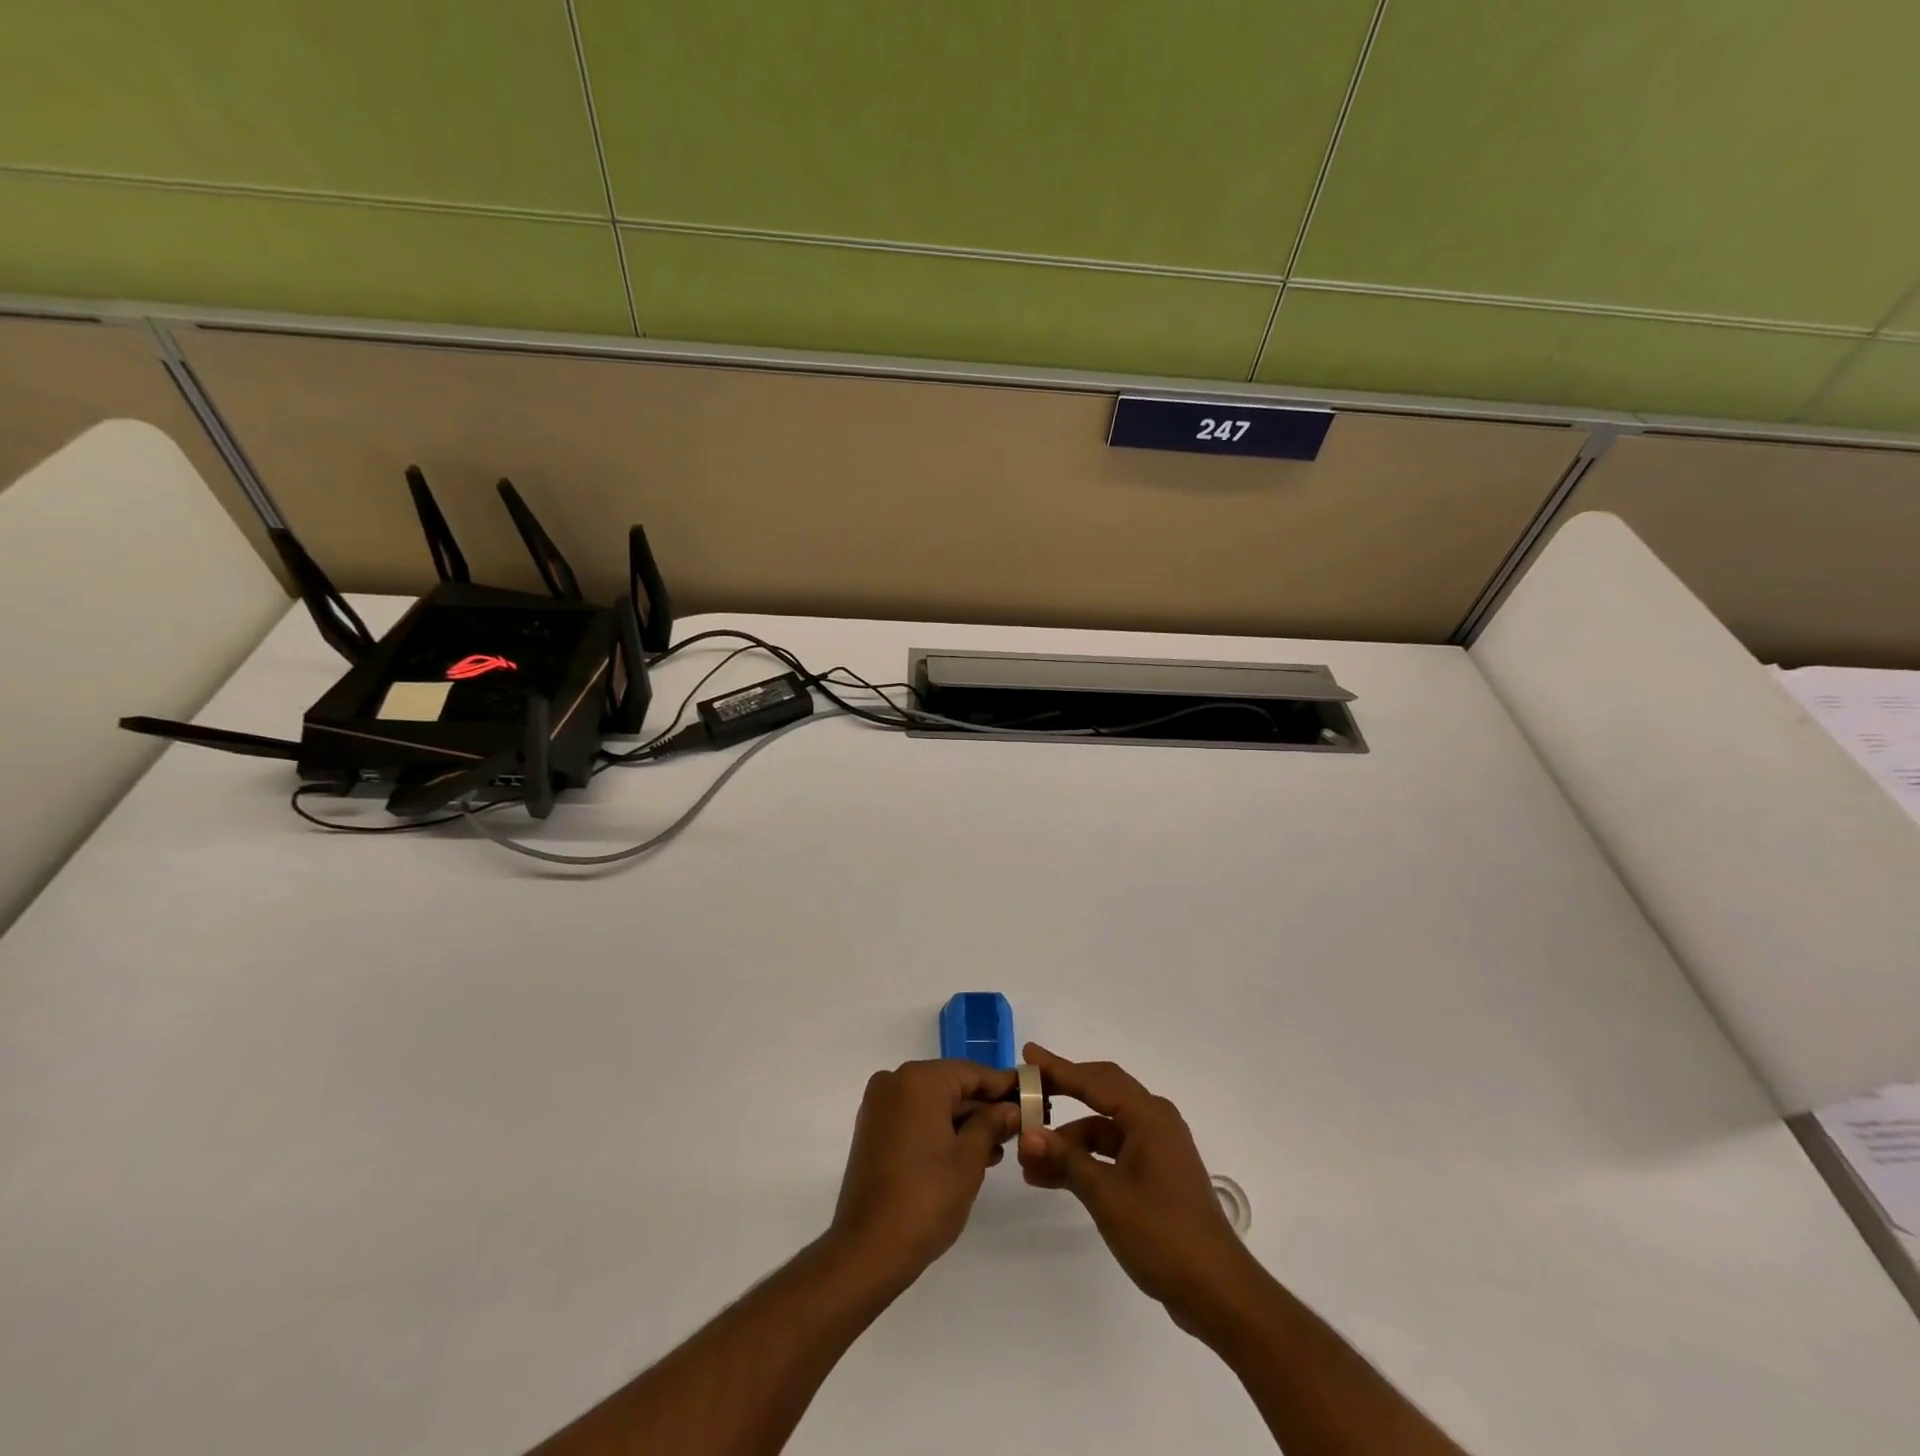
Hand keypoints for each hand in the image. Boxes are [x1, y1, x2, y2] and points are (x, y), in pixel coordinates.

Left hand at [830, 1059, 1020, 1286]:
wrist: (868, 1249)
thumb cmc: (926, 1198)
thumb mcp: (969, 1159)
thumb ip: (992, 1124)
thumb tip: (1011, 1108)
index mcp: (919, 1080)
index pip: (972, 1072)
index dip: (1004, 1085)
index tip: (1032, 1095)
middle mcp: (895, 1081)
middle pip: (951, 1085)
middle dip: (984, 1106)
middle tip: (1019, 1125)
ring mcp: (880, 1106)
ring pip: (934, 1102)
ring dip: (964, 1121)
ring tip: (998, 1146)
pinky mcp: (873, 1129)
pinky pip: (916, 1117)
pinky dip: (941, 1129)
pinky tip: (968, 1152)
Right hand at [1017, 1043, 1262, 1341]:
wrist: (1217, 1292)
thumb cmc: (1163, 1234)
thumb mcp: (1107, 1195)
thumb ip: (1066, 1160)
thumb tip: (1027, 1136)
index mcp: (1149, 1116)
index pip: (1095, 1080)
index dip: (1058, 1068)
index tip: (1027, 1055)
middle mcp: (1154, 1121)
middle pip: (1100, 1094)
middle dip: (1062, 1092)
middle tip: (1026, 1090)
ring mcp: (1156, 1148)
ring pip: (1103, 1128)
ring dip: (1068, 1139)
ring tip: (1029, 1156)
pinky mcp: (1155, 1174)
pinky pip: (1111, 1151)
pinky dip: (1084, 1159)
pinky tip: (1053, 1176)